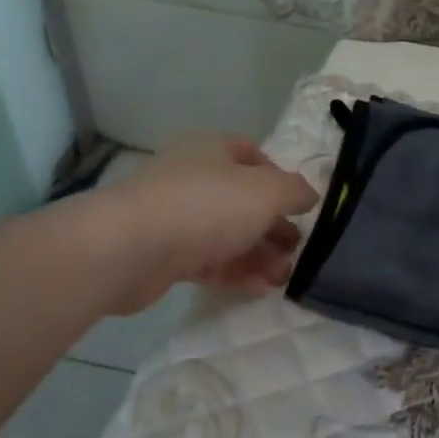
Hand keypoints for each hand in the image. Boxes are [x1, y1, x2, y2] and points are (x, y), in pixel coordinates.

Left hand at [103, 134, 317, 309]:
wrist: (129, 248)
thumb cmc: (205, 205)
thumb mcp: (266, 192)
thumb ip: (295, 191)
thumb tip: (309, 195)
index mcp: (213, 149)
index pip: (253, 155)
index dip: (280, 179)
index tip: (300, 206)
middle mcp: (193, 176)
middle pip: (241, 198)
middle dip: (272, 223)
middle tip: (297, 247)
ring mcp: (174, 215)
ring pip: (226, 232)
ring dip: (258, 253)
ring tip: (284, 277)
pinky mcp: (162, 254)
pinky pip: (207, 260)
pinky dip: (234, 271)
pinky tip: (259, 288)